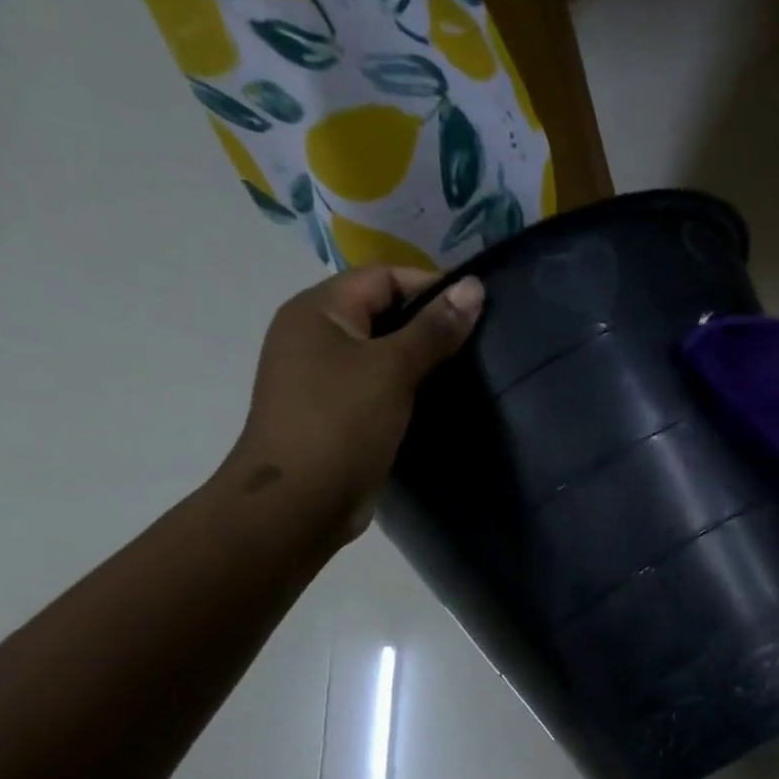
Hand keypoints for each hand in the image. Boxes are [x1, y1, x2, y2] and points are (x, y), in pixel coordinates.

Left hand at [224, 266, 483, 539]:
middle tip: (479, 345)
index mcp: (318, 310)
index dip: (431, 286)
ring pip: (382, 353)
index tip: (478, 311)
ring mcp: (322, 377)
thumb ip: (434, 329)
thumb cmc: (342, 424)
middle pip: (382, 312)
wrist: (299, 502)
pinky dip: (407, 389)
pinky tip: (438, 404)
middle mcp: (315, 335)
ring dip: (421, 361)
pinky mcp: (336, 414)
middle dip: (429, 324)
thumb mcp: (392, 369)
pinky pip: (378, 387)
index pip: (383, 276)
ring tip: (466, 374)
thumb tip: (474, 287)